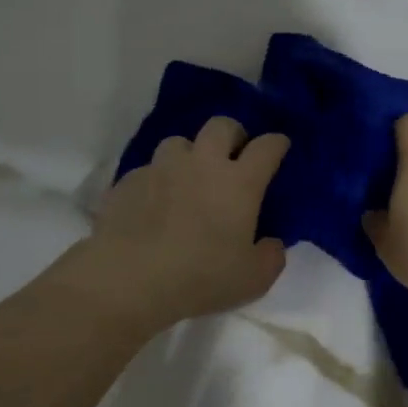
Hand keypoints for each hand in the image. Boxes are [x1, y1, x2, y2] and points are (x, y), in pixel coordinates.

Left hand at [76, 116, 289, 332]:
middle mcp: (201, 163)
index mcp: (239, 183)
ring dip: (190, 154)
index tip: (280, 147)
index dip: (277, 144)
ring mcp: (160, 168)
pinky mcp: (127, 181)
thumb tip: (271, 243)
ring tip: (189, 178)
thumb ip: (271, 256)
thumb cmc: (200, 278)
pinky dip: (158, 181)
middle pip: (221, 126)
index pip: (266, 147)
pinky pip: (148, 170)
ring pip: (179, 142)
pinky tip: (154, 205)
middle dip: (233, 134)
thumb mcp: (253, 279)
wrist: (128, 280)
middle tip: (234, 156)